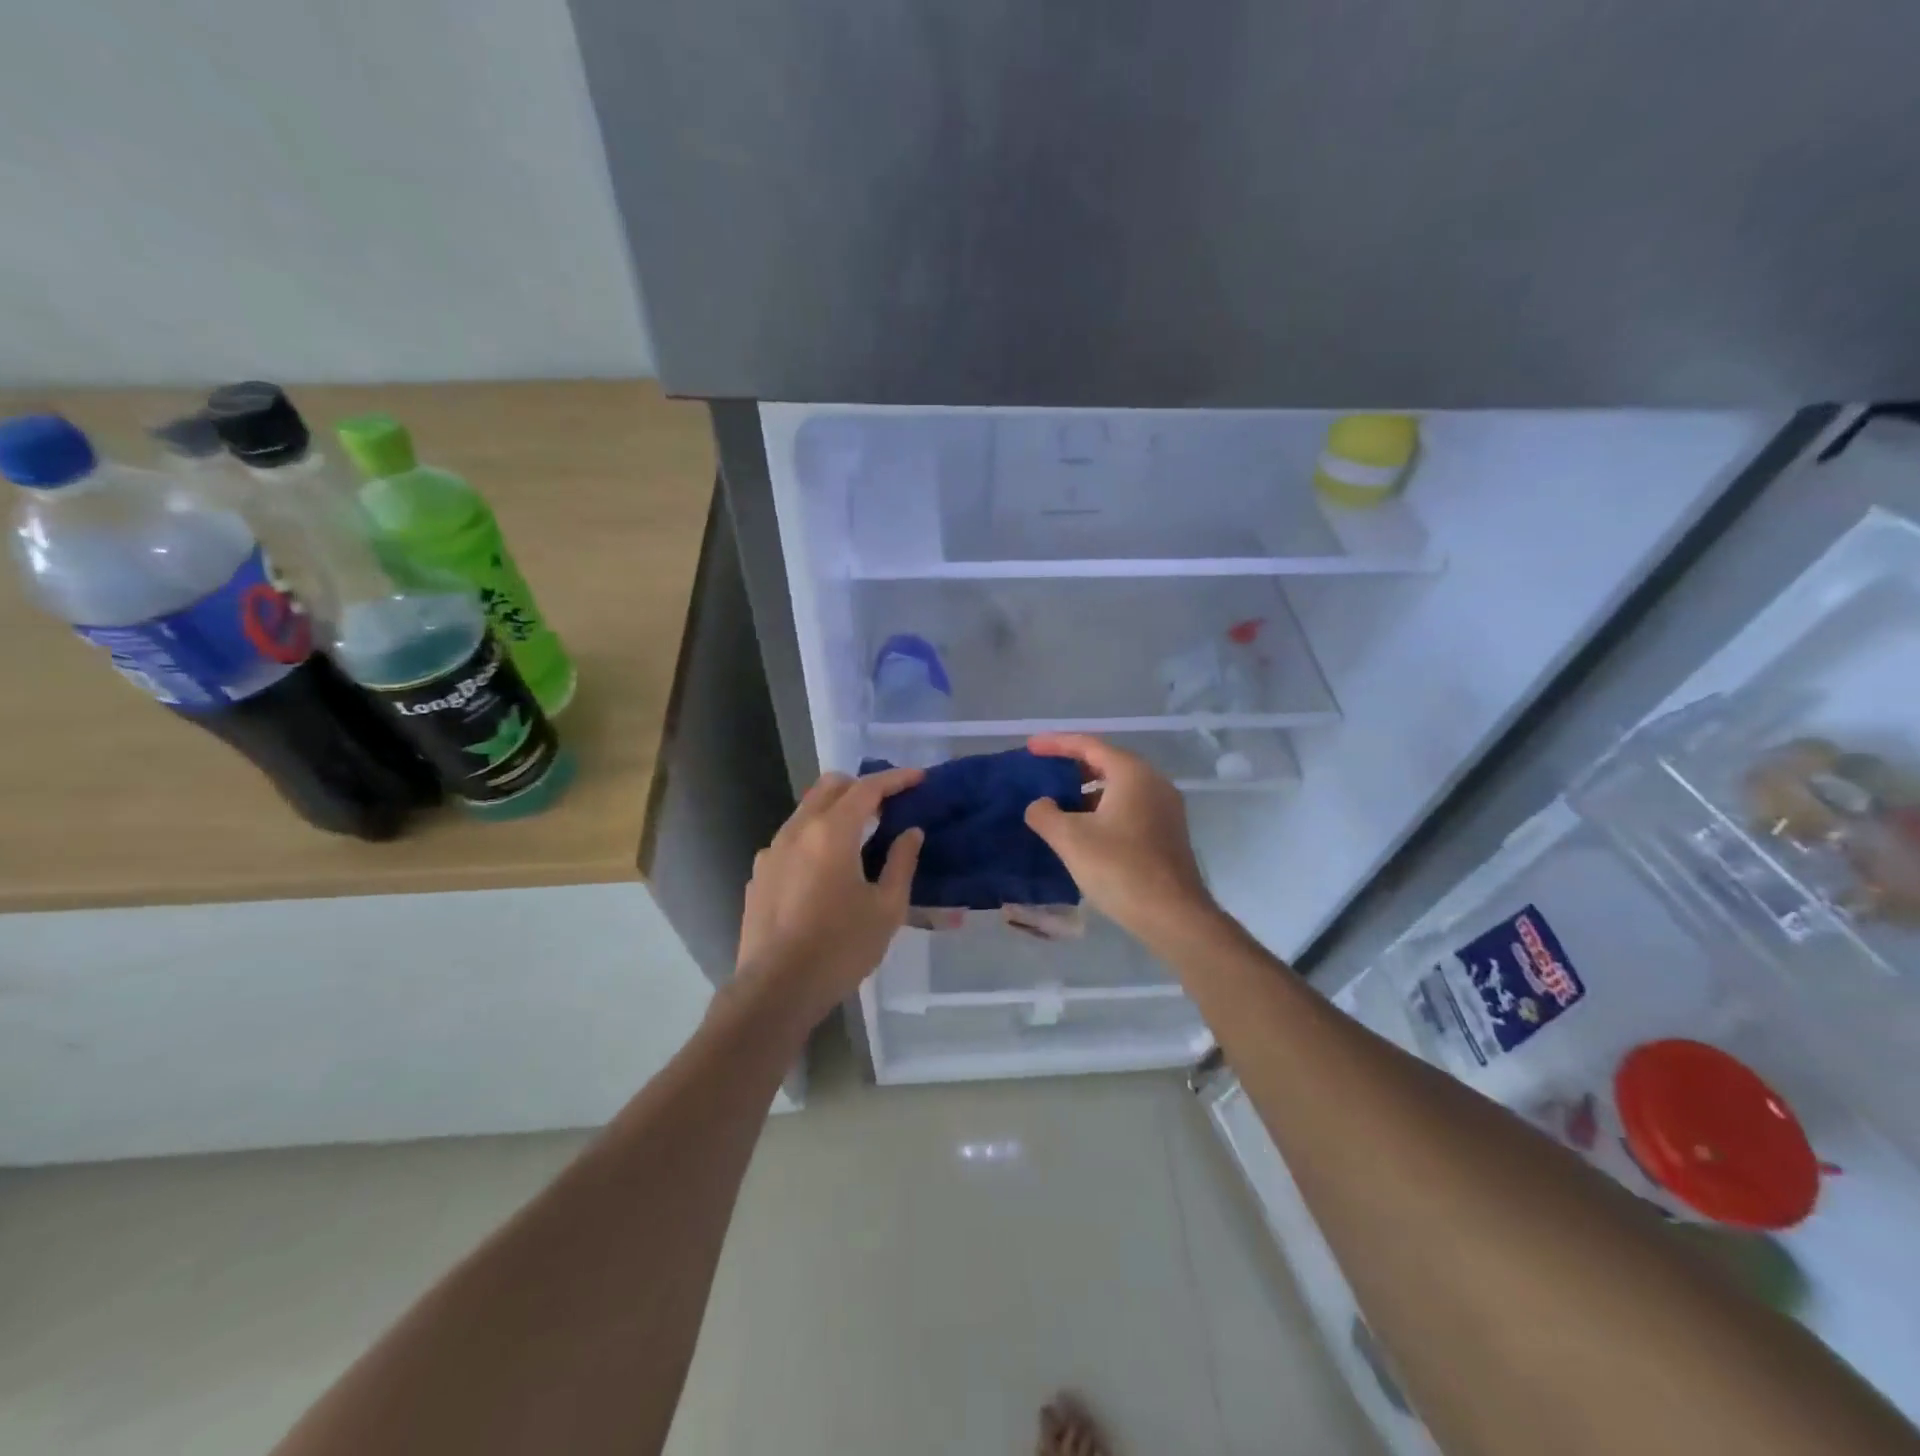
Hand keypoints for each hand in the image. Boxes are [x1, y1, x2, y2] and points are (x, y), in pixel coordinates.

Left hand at [735, 767, 924, 1023]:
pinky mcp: (759, 875)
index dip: (895, 779)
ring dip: (835, 811)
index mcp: (831, 833)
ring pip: (806, 811)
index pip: (867, 788)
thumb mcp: (886, 909)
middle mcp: (796, 831)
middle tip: (888, 805)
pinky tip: (825, 871)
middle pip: (829, 787)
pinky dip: (814, 838)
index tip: (918, 778)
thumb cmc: (840, 948)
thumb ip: (901, 863)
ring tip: (859, 837)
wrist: (775, 990)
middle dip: (861, 786)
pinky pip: (790, 840)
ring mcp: (771, 852)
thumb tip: (911, 833)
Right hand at [1024, 733, 1216, 944]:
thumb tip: (1040, 804)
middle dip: (1071, 767)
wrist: (1173, 915)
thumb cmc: (1120, 868)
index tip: (1029, 748)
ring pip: (1118, 788)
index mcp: (1132, 773)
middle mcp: (1153, 782)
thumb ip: (1045, 813)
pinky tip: (1084, 830)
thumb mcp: (1070, 839)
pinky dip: (1103, 809)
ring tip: (1058, 804)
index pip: (1088, 745)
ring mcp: (1165, 808)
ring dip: (1086, 792)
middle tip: (1042, 774)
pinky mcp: (1167, 832)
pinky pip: (1129, 807)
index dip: (1055, 743)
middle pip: (1106, 763)